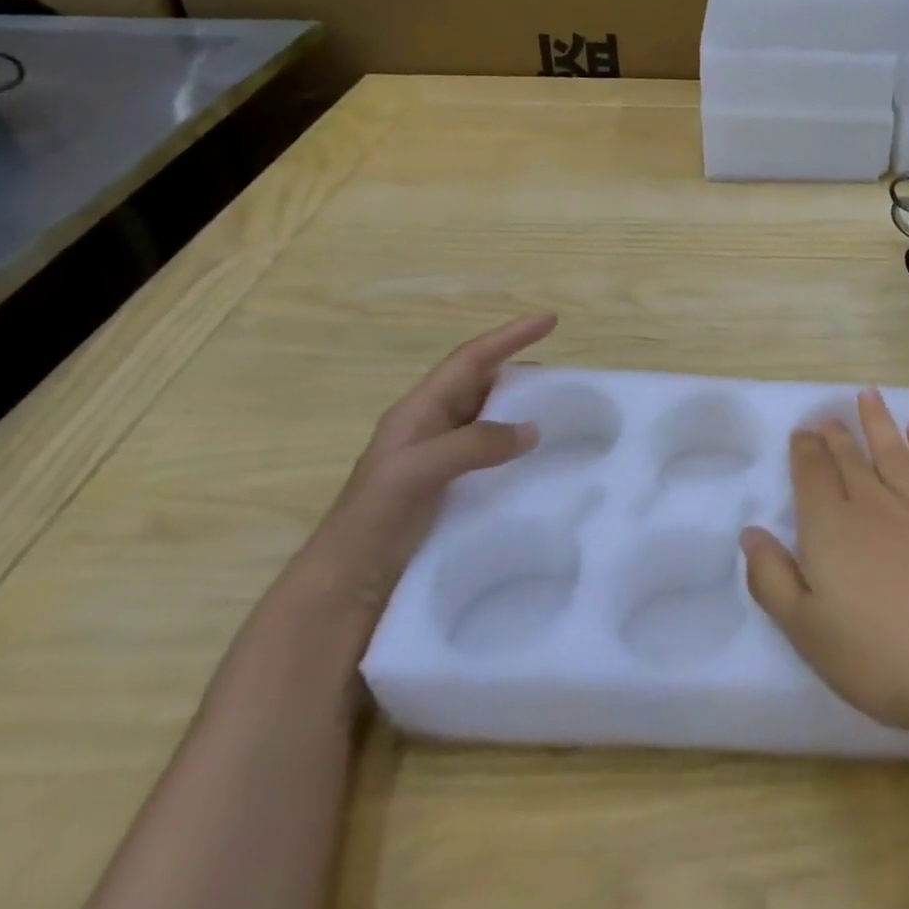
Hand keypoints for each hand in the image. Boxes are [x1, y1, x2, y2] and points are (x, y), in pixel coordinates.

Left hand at [300, 314, 557, 614]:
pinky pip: (495, 451)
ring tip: (560, 409)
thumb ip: (472, 444)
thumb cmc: (372, 520)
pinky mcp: (454, 486)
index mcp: (419, 411)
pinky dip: (519, 443)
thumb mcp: (415, 472)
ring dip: (522, 407)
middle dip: (519, 368)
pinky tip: (541, 457)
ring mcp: (443, 458)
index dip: (509, 336)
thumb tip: (533, 428)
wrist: (346, 588)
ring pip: (491, 416)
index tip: (549, 320)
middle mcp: (433, 426)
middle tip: (562, 375)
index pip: (470, 360)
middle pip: (482, 383)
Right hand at [740, 390, 908, 741]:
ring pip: (894, 454)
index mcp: (831, 527)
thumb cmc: (880, 654)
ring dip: (879, 424)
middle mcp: (874, 506)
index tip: (802, 431)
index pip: (812, 475)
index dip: (804, 451)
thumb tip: (751, 534)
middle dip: (837, 435)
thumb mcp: (806, 630)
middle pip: (851, 460)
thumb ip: (772, 579)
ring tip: (870, 396)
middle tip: (830, 415)